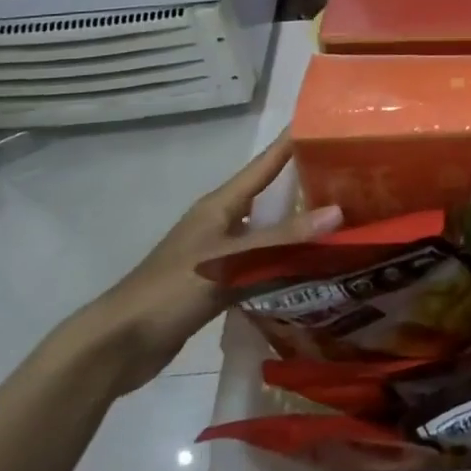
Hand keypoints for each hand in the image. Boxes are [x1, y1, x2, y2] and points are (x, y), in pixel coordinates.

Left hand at [64, 132, 341, 393]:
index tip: (330, 123)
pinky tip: (314, 267)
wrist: (117, 347)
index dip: (295, 141)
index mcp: (222, 204)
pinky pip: (263, 261)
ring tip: (345, 221)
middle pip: (273, 195)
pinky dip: (287, 261)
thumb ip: (283, 239)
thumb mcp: (230, 261)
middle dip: (309, 185)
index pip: (267, 163)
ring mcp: (222, 252)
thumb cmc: (170, 291)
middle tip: (353, 179)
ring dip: (301, 227)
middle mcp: (224, 220)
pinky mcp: (220, 282)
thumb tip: (338, 211)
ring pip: (271, 231)